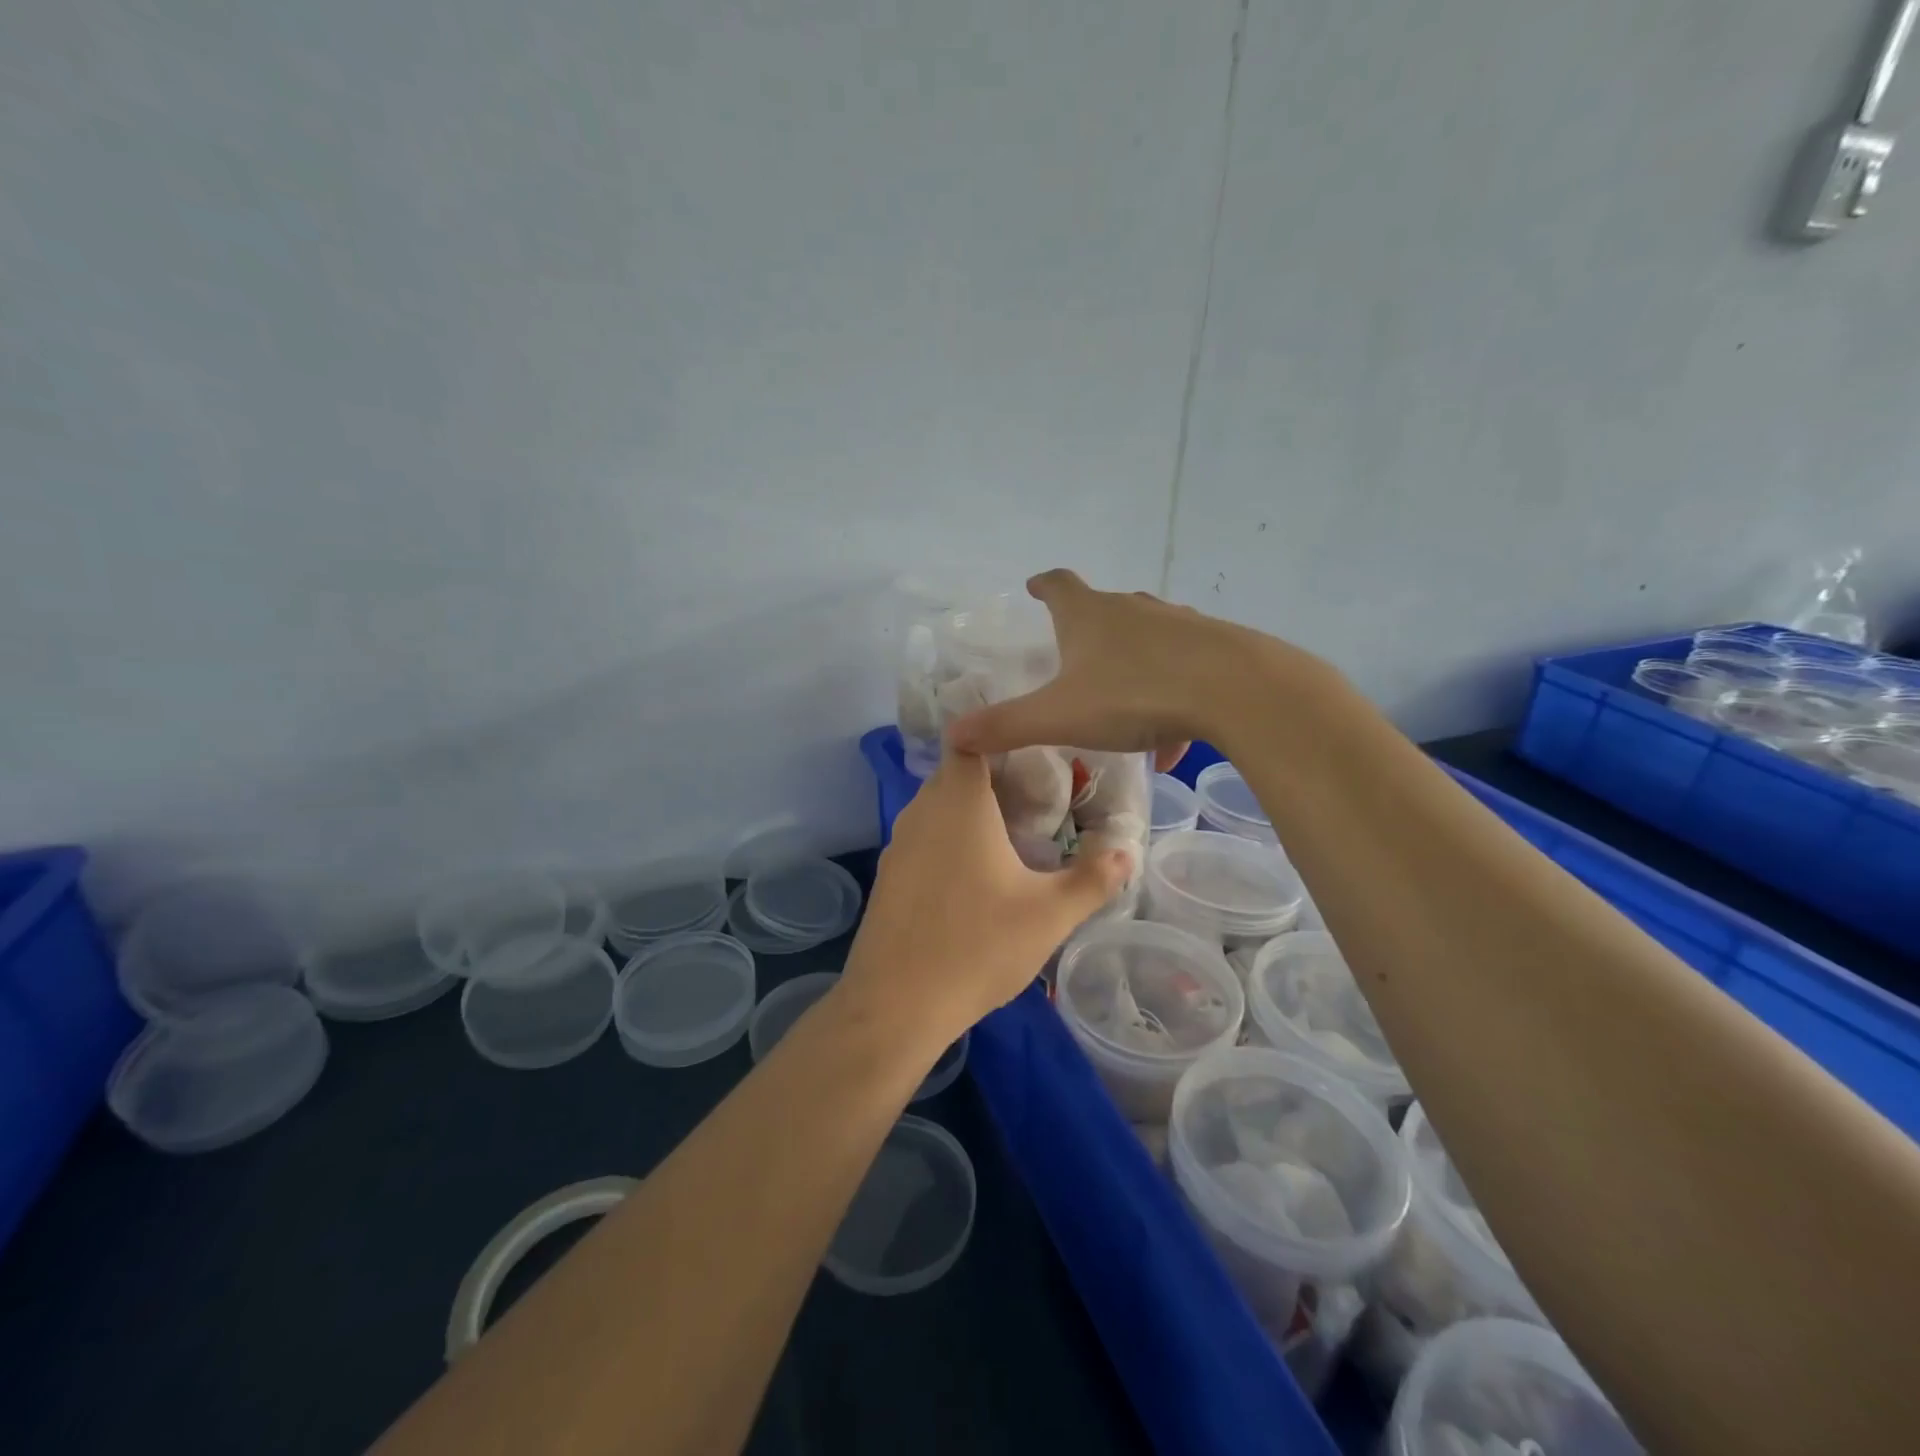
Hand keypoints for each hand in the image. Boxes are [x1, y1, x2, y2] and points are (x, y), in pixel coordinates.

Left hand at [839, 747, 1129, 1045]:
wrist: (896, 1003)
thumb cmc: (978, 946)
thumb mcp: (1049, 915)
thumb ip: (1093, 879)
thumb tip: (1127, 851)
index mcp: (959, 802)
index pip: (969, 739)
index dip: (998, 737)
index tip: (1032, 754)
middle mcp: (922, 811)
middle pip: (956, 773)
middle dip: (994, 780)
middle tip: (1037, 800)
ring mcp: (899, 844)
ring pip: (937, 807)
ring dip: (970, 813)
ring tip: (1012, 837)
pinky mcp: (888, 875)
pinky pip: (924, 838)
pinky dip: (948, 840)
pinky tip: (974, 878)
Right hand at [947, 569, 1277, 764]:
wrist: (1234, 691)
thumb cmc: (1134, 696)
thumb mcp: (1059, 717)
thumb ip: (1005, 726)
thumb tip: (952, 735)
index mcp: (1090, 616)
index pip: (1059, 586)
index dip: (1043, 586)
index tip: (1034, 586)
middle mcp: (1134, 610)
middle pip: (1106, 608)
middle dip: (1089, 628)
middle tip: (1076, 654)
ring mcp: (1179, 624)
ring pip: (1148, 639)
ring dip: (1132, 664)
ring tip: (1123, 705)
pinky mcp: (1216, 647)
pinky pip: (1183, 670)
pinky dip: (1170, 697)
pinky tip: (1172, 739)